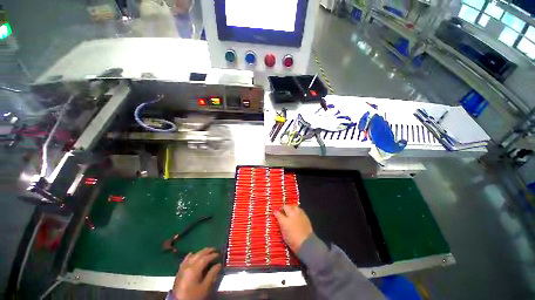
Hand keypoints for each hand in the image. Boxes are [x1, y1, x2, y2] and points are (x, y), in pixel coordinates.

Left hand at [172, 248, 221, 299]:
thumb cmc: (193, 296)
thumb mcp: (205, 288)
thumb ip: (212, 275)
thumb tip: (219, 265)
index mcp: (194, 269)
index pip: (205, 258)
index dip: (213, 255)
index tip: (219, 254)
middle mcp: (188, 265)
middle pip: (199, 254)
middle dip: (207, 251)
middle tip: (214, 249)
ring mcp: (183, 268)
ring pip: (192, 256)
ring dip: (200, 252)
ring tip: (206, 251)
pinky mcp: (179, 272)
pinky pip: (185, 260)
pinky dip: (190, 256)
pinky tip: (192, 254)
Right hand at [274, 205, 312, 252]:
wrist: (307, 243)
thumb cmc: (293, 241)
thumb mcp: (283, 234)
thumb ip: (281, 224)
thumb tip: (279, 219)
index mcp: (284, 221)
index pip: (278, 213)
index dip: (275, 212)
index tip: (275, 213)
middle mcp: (291, 215)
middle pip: (286, 206)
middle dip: (283, 208)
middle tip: (282, 211)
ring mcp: (299, 214)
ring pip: (293, 206)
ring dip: (290, 208)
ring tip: (290, 211)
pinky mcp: (305, 215)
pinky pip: (299, 209)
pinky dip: (296, 210)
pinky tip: (296, 214)